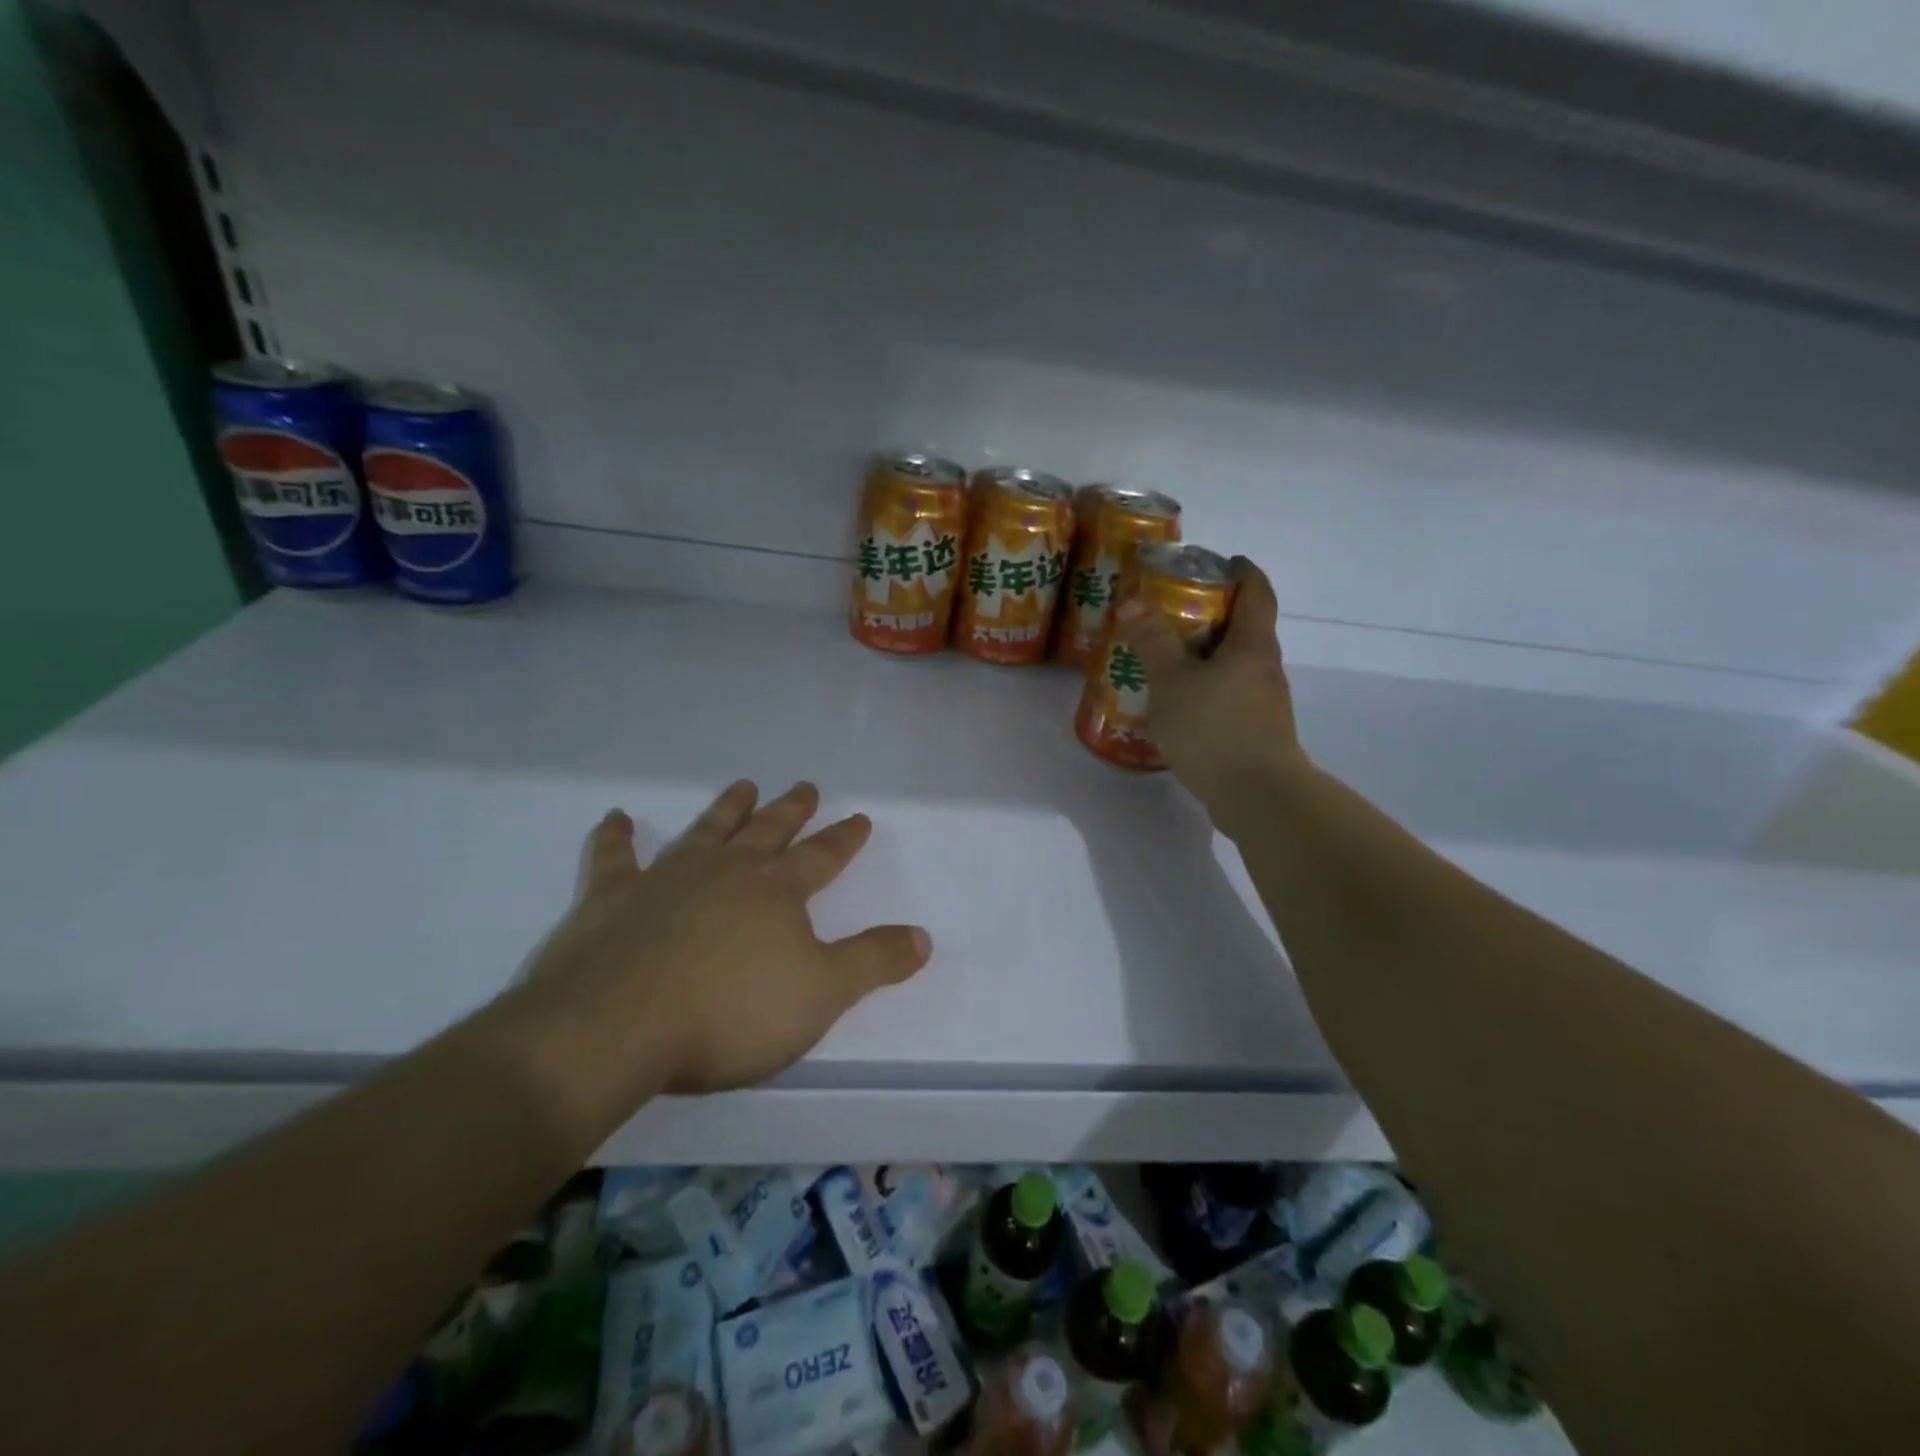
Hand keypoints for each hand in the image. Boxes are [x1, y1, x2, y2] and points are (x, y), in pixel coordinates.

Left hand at [519, 781, 929, 1109]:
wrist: (617, 1024)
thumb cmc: (731, 1011)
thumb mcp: (822, 993)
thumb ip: (874, 962)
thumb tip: (923, 936)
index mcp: (777, 891)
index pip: (822, 856)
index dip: (844, 838)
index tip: (859, 817)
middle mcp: (727, 871)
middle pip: (768, 831)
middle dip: (791, 810)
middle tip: (805, 785)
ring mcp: (666, 878)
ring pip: (706, 831)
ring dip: (727, 808)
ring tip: (744, 785)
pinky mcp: (611, 898)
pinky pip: (614, 857)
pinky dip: (615, 837)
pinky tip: (616, 817)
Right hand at [1115, 556, 1307, 832]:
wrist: (1257, 796)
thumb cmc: (1214, 727)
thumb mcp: (1173, 681)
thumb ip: (1153, 641)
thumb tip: (1132, 602)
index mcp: (1252, 644)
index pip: (1257, 591)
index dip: (1241, 571)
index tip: (1219, 562)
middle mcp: (1265, 668)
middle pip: (1246, 627)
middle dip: (1214, 614)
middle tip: (1173, 611)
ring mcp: (1265, 703)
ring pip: (1236, 665)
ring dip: (1207, 655)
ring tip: (1168, 658)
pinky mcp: (1256, 732)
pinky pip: (1231, 695)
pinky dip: (1208, 688)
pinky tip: (1180, 703)